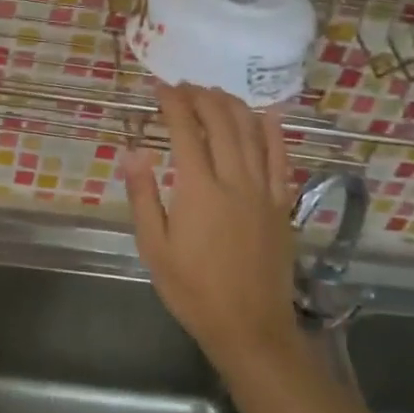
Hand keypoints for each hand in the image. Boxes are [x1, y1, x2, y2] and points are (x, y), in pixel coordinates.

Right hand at [122, 85, 297, 367]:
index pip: (185, 131)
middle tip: (185, 86)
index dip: (172, 104)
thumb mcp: (154, 247)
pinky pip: (281, 158)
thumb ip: (144, 196)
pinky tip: (266, 115)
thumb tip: (132, 152)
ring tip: (215, 92)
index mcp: (198, 190)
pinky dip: (273, 131)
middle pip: (221, 123)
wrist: (248, 326)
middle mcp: (234, 180)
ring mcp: (263, 190)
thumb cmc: (192, 289)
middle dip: (202, 97)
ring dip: (233, 106)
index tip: (160, 88)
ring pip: (252, 133)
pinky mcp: (281, 204)